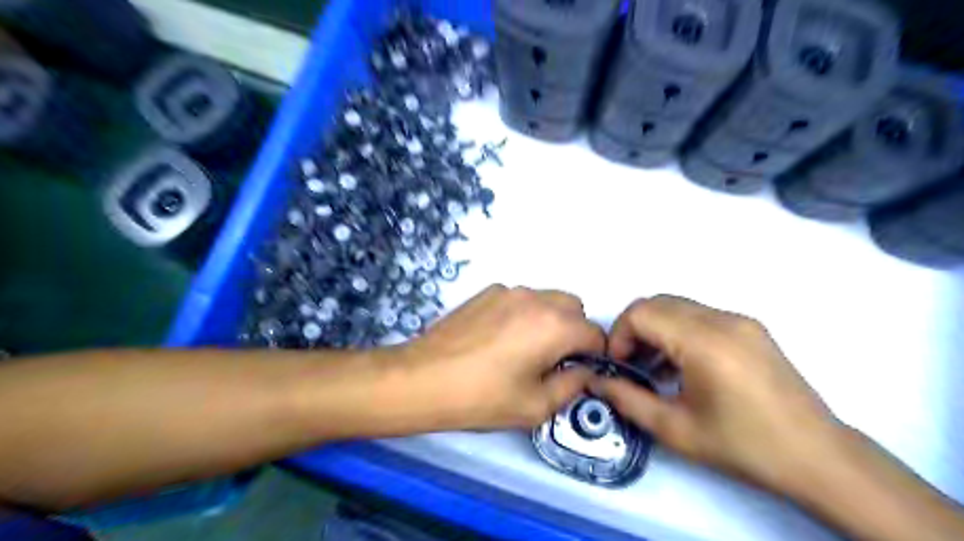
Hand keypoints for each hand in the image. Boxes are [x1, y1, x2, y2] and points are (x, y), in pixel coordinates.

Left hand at [394, 283, 600, 429]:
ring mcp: (509, 291)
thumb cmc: (482, 397)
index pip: (595, 333)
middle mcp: (536, 299)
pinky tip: (499, 338)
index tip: (581, 371)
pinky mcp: (487, 292)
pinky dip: (523, 313)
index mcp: (555, 326)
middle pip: (574, 308)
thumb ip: (572, 386)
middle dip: (574, 332)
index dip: (595, 354)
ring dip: (550, 320)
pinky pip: (520, 299)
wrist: (424, 378)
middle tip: (554, 360)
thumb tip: (583, 371)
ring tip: (524, 348)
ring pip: (546, 300)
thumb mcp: (536, 405)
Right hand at [597, 296, 844, 494]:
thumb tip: (595, 381)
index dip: (619, 335)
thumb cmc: (742, 446)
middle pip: (657, 303)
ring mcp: (740, 320)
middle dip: (634, 330)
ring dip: (656, 330)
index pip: (641, 313)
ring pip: (677, 306)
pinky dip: (678, 332)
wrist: (818, 457)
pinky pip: (699, 316)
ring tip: (655, 369)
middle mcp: (722, 319)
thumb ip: (627, 399)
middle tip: (632, 365)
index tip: (620, 366)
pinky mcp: (750, 328)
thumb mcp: (675, 429)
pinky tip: (682, 367)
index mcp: (704, 342)